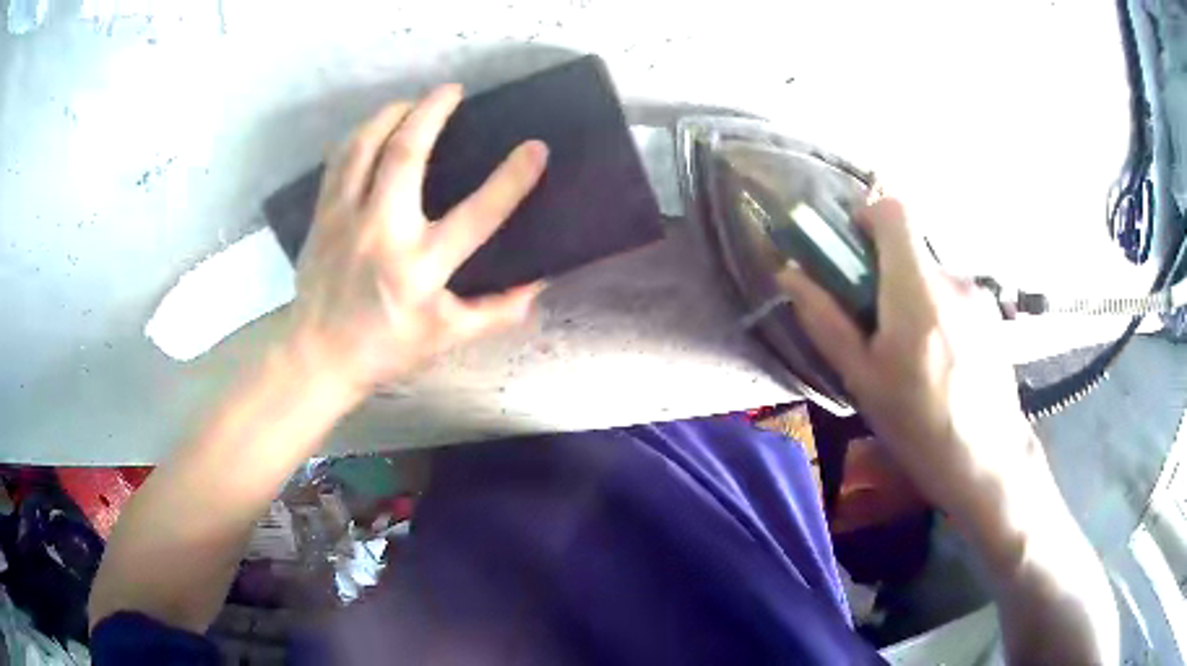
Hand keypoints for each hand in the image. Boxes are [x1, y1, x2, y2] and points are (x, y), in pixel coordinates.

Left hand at [284, 85, 548, 396]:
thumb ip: (495, 312)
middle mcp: (382, 232)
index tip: (536, 148)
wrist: (318, 356)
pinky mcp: (323, 216)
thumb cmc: (385, 348)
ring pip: (365, 146)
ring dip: (391, 114)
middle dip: (432, 112)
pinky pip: (340, 161)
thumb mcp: (446, 338)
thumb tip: (538, 285)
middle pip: (404, 154)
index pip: (475, 215)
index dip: (511, 179)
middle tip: (452, 91)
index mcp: (420, 268)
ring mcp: (346, 219)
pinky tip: (374, 129)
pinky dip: (359, 136)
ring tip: (412, 102)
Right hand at [780, 198, 1036, 521]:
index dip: (868, 217)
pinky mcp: (992, 312)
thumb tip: (788, 275)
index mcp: (916, 291)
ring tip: (914, 355)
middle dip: (886, 271)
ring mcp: (977, 295)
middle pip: (911, 246)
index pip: (894, 211)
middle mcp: (952, 280)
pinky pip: (954, 295)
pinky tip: (943, 362)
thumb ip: (825, 320)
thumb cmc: (918, 426)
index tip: (854, 254)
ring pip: (933, 275)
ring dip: (914, 297)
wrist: (987, 461)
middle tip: (878, 325)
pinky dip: (939, 312)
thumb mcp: (862, 379)